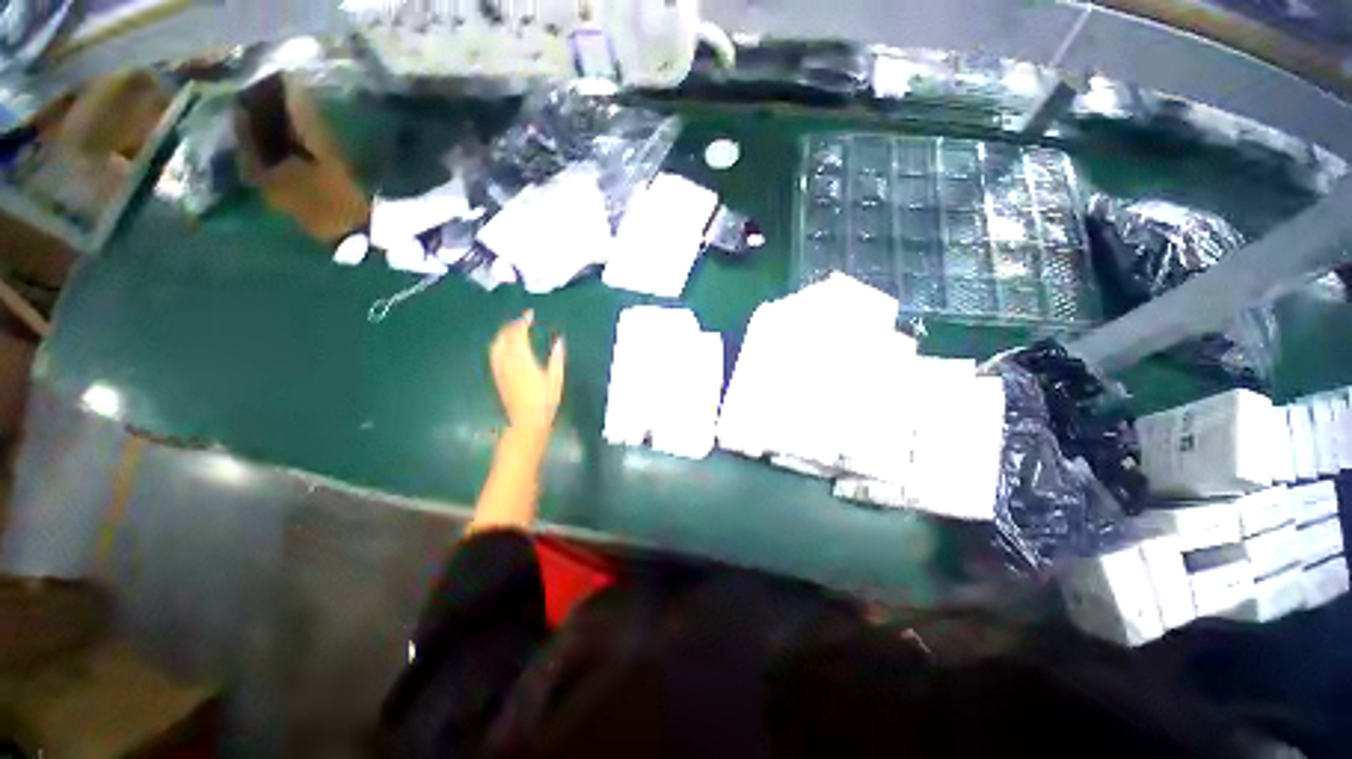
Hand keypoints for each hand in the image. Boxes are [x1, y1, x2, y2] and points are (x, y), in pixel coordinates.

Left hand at [490, 310, 565, 435]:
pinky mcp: (497, 376)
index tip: (530, 314)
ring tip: (513, 329)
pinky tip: (505, 346)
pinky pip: (494, 354)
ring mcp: (500, 369)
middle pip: (505, 336)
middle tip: (523, 320)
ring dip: (504, 333)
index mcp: (523, 359)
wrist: (526, 421)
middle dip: (512, 325)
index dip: (523, 321)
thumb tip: (559, 340)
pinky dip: (499, 344)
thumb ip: (557, 358)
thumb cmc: (545, 401)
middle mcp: (507, 361)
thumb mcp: (556, 379)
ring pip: (496, 344)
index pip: (519, 334)